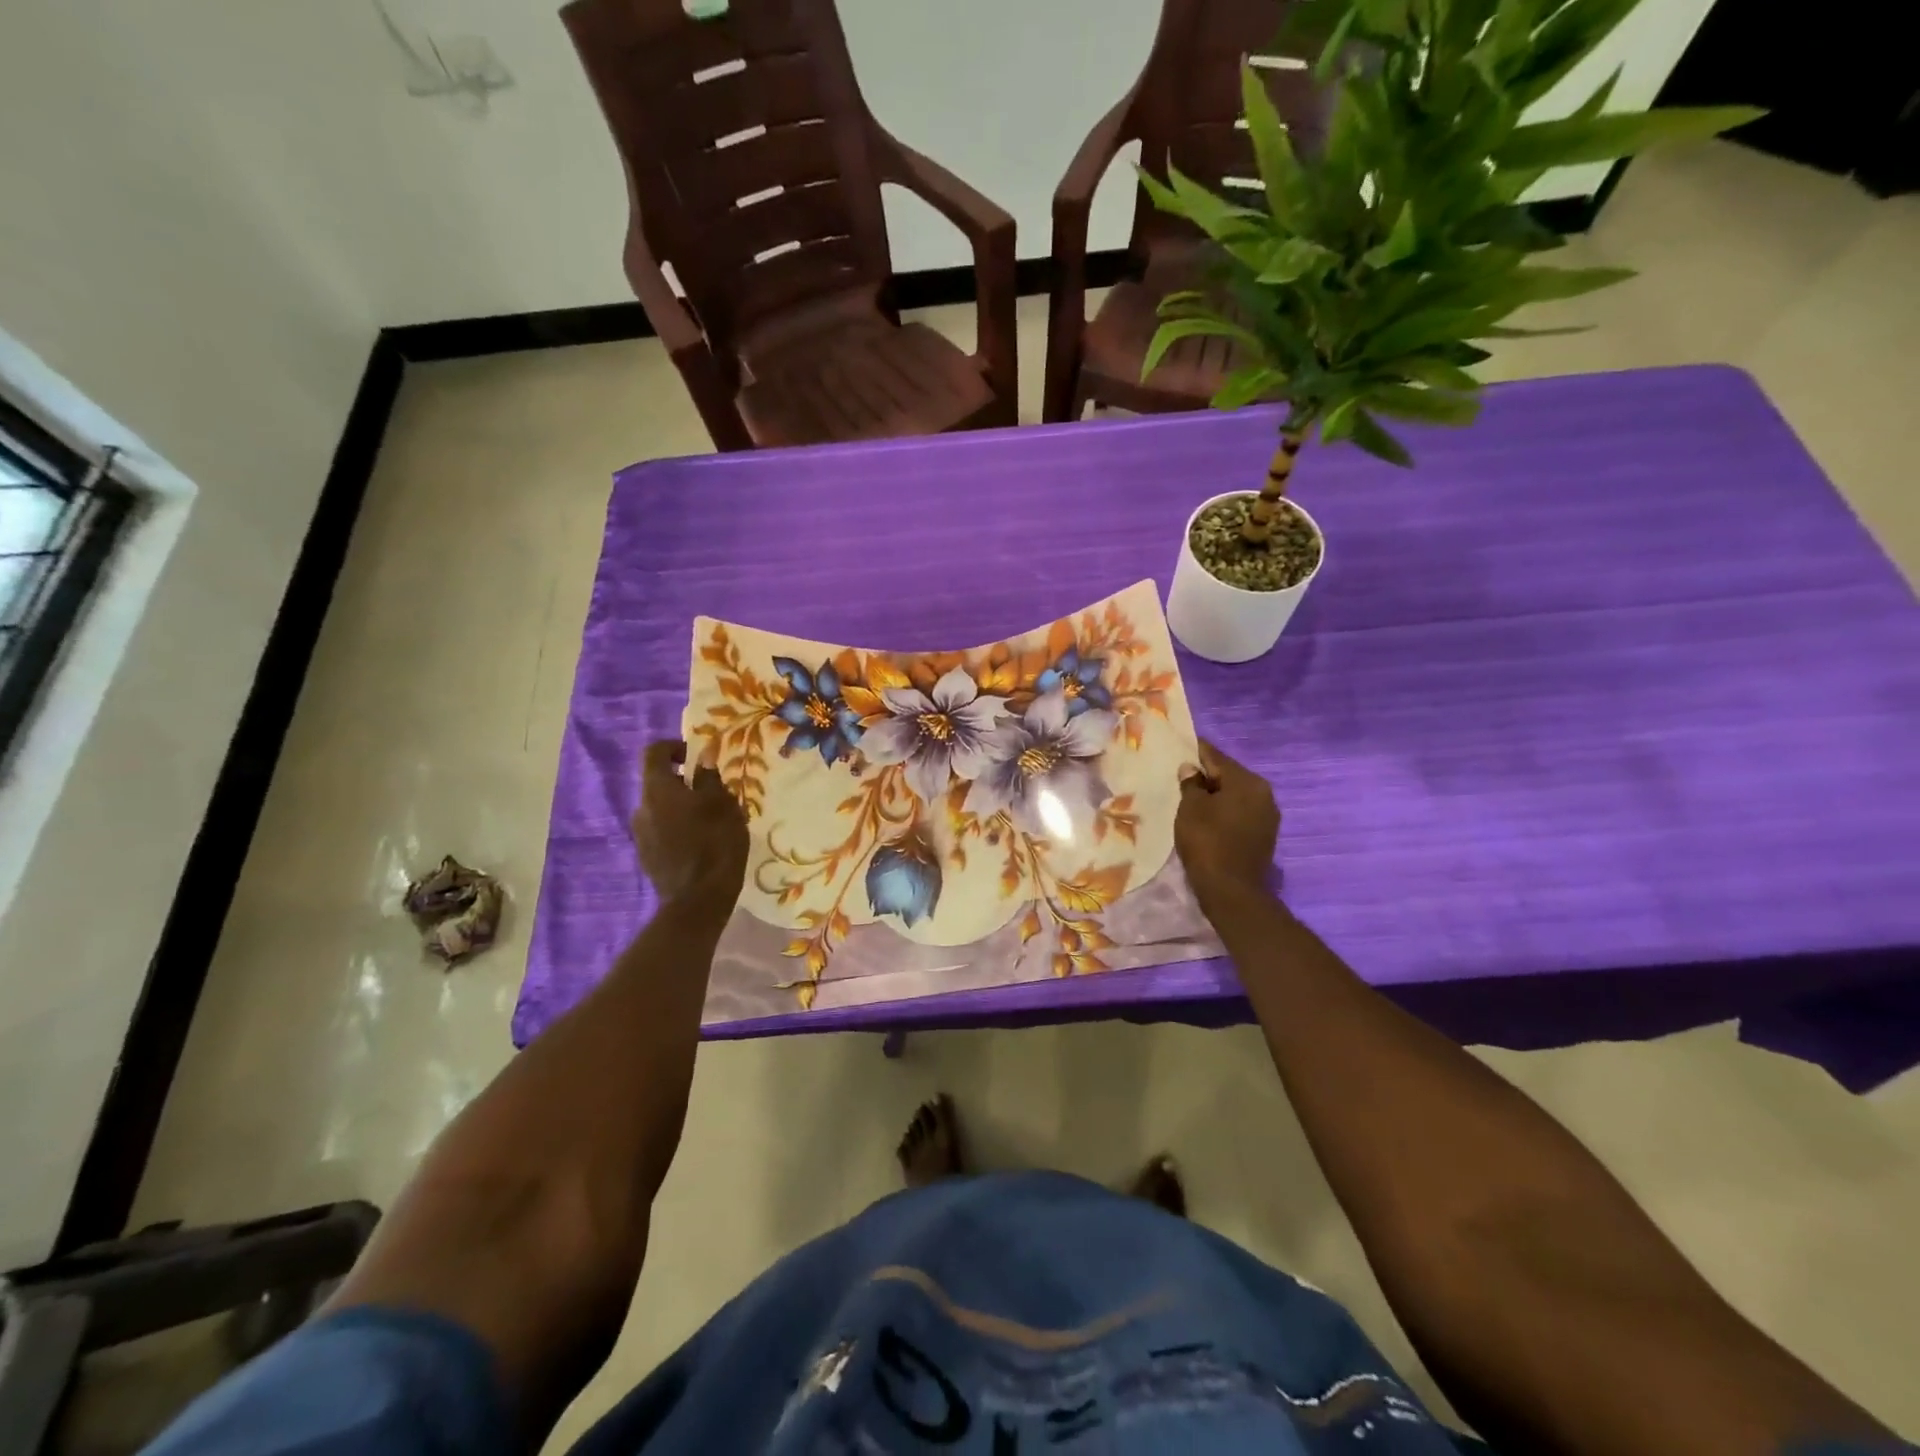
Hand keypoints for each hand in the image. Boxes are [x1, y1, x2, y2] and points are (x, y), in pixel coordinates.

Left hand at [633, 739, 748, 910]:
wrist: (698, 900)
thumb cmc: (715, 843)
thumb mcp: (723, 805)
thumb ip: (710, 779)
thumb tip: (702, 761)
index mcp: (657, 789)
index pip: (654, 752)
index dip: (674, 747)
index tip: (696, 756)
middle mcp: (641, 808)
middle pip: (658, 783)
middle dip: (682, 782)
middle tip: (711, 792)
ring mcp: (640, 835)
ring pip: (660, 809)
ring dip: (680, 808)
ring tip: (708, 821)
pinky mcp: (647, 857)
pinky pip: (661, 831)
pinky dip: (677, 829)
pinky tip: (699, 844)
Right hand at [1175, 740, 1279, 913]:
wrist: (1231, 891)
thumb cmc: (1208, 842)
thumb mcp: (1191, 808)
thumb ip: (1191, 784)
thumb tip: (1191, 769)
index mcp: (1248, 781)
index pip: (1216, 757)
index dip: (1195, 751)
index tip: (1179, 746)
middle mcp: (1263, 793)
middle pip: (1228, 776)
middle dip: (1205, 775)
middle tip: (1180, 775)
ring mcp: (1267, 816)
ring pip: (1235, 795)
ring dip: (1215, 795)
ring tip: (1190, 797)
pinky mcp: (1263, 835)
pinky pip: (1239, 813)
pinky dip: (1223, 811)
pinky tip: (1206, 817)